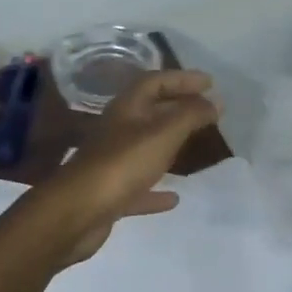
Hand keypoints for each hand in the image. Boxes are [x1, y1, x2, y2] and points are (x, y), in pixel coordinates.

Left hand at [39, 69, 218, 262]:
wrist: (77, 212)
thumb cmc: (122, 165)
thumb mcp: (163, 133)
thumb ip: (190, 115)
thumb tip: (214, 101)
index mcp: (127, 109)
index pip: (155, 82)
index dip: (182, 79)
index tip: (210, 83)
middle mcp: (117, 131)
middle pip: (150, 112)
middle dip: (178, 107)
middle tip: (207, 110)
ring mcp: (112, 164)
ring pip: (145, 148)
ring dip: (169, 145)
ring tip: (195, 146)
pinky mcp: (111, 194)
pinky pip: (139, 187)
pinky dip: (157, 189)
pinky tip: (174, 198)